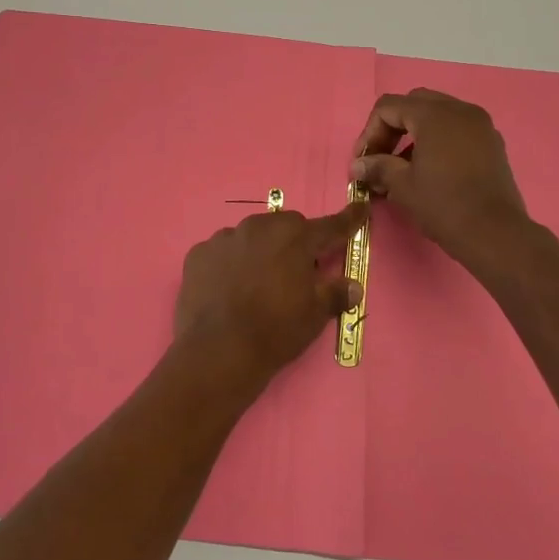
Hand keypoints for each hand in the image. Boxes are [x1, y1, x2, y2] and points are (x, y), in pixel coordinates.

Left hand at [174, 206, 365, 386]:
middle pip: (286, 227)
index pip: (330, 226)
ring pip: (251, 237)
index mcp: (295, 238)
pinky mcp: (198, 253)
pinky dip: (229, 264)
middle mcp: (259, 227)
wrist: (218, 350)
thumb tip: (352, 286)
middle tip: (296, 273)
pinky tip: (228, 289)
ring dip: (259, 251)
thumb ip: (335, 294)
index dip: (348, 220)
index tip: (360, 208)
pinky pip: (222, 252)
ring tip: (256, 284)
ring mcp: (225, 237)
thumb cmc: (275, 330)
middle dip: (295, 244)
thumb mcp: (314, 315)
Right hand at [351, 88, 530, 264]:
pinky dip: (438, 140)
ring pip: (438, 115)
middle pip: (414, 104)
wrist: (494, 233)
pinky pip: (457, 129)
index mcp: (434, 115)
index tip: (363, 161)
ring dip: (415, 134)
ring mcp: (480, 125)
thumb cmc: (443, 205)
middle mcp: (460, 110)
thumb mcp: (402, 186)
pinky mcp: (491, 143)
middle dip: (392, 127)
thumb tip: (358, 165)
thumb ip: (378, 167)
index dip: (369, 132)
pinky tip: (429, 170)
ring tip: (402, 168)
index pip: (389, 107)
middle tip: (381, 157)